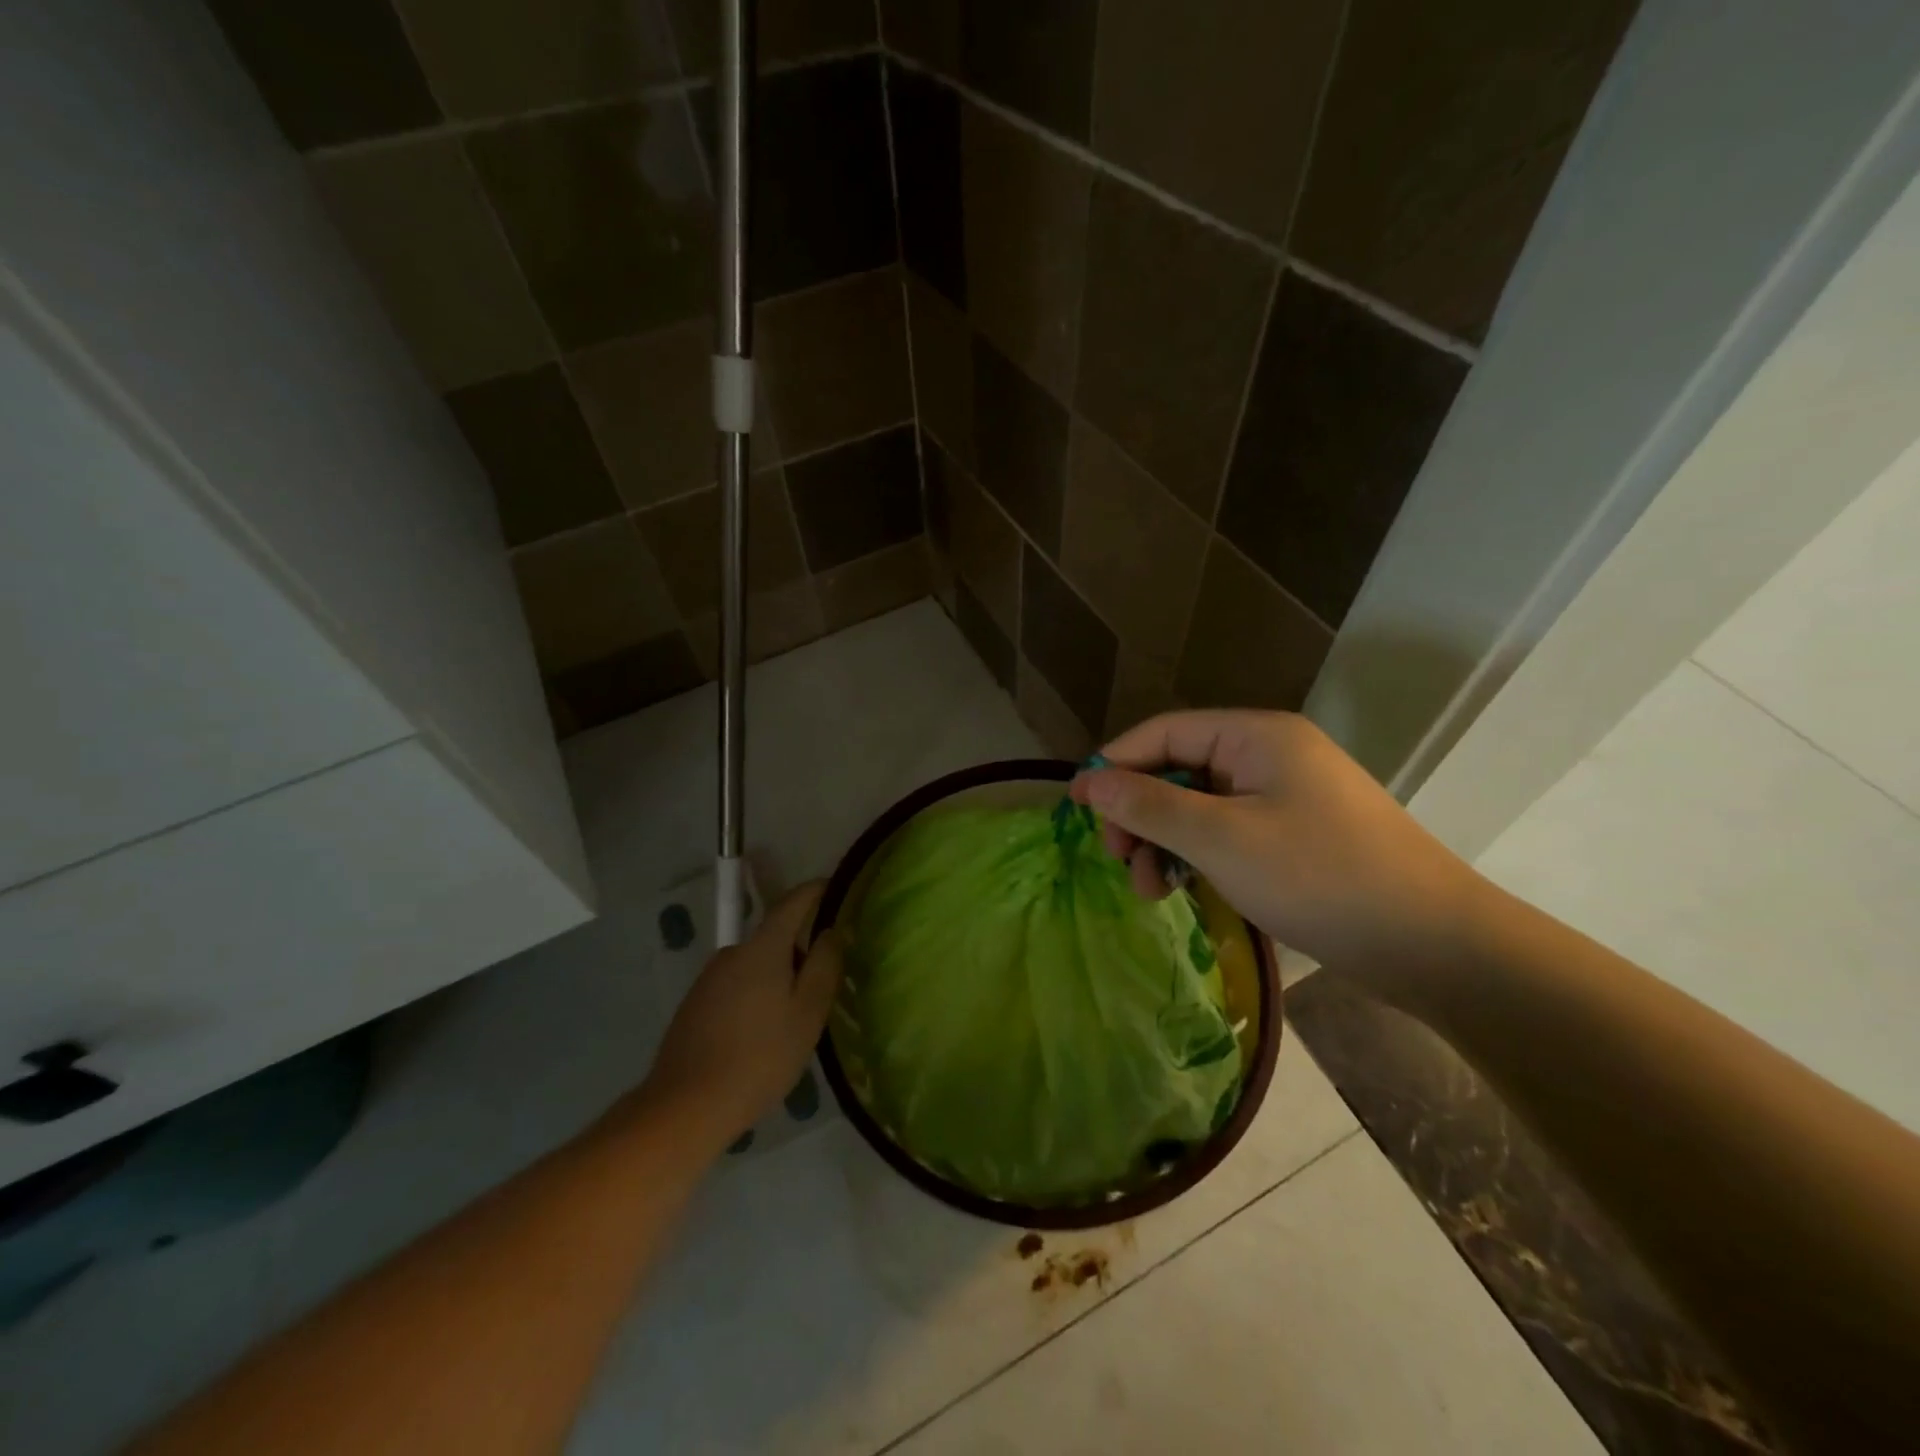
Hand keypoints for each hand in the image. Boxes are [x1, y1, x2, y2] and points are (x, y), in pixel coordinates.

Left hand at [640, 882, 843, 1152]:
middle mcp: (732, 953)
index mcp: (762, 948)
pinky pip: (736, 986)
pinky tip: (761, 1035)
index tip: (834, 888)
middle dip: (799, 949)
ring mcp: (708, 979)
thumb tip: (831, 931)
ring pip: (755, 965)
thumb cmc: (760, 1057)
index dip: (815, 891)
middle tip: (823, 984)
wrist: (685, 1107)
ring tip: (793, 1018)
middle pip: (774, 937)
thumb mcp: (807, 1013)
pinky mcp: (695, 1005)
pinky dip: (755, 996)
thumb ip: (824, 966)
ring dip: (777, 977)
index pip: (792, 902)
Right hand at [1071, 710, 1485, 972]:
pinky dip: (1197, 856)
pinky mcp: (1295, 835)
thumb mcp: (1221, 840)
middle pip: (1179, 769)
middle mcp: (1269, 755)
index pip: (1164, 732)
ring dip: (1164, 842)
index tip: (1075, 806)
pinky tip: (1184, 890)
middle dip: (1140, 813)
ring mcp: (1285, 796)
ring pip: (1199, 806)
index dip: (1114, 763)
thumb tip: (1087, 781)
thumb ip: (1150, 805)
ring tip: (1150, 891)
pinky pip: (1226, 832)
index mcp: (1256, 736)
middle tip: (1120, 861)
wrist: (1435, 945)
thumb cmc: (1321, 877)